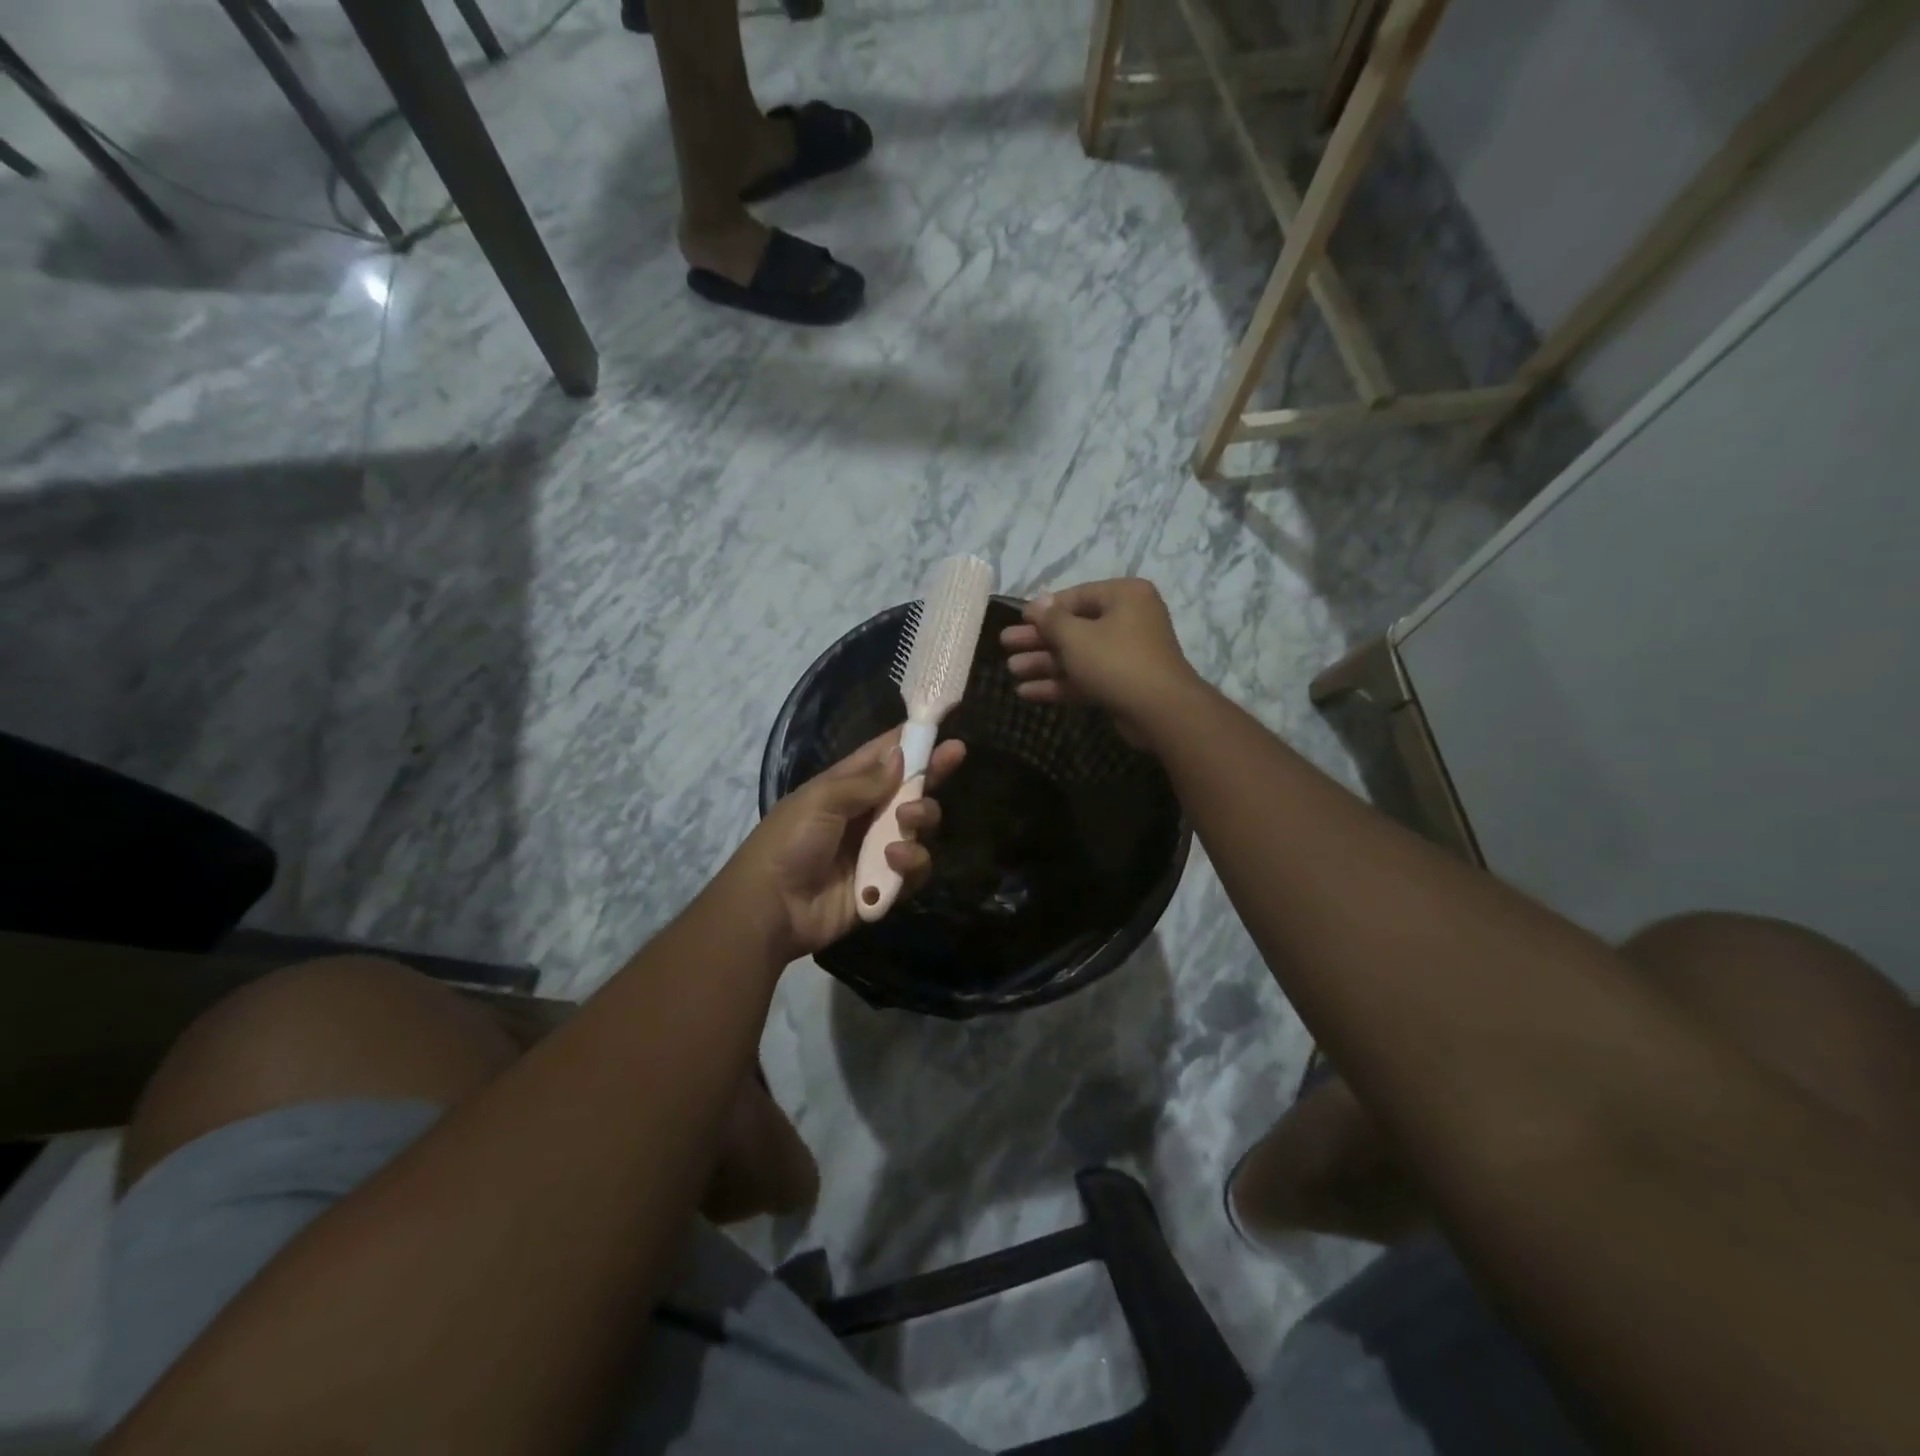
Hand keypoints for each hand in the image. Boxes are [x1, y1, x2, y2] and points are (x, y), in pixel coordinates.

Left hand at [723, 727, 965, 963]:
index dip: (911, 740)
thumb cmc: (788, 842)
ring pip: (920, 826)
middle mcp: (866, 814)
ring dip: (922, 817)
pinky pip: (915, 867)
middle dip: (932, 771)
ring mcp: (878, 849)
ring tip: (907, 820)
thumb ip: (864, 781)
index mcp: (845, 787)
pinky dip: (911, 861)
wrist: (771, 908)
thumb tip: (900, 755)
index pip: (883, 756)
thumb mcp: (821, 800)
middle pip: (911, 788)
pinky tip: (893, 859)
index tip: (940, 725)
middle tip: (955, 755)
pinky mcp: (885, 883)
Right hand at [1000, 578, 1201, 746]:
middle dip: (1038, 639)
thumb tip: (1037, 603)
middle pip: (1074, 627)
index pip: (1076, 596)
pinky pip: (1085, 677)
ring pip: (1077, 655)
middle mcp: (1128, 620)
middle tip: (1005, 644)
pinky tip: (1027, 692)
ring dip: (1044, 663)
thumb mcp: (1076, 636)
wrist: (1160, 711)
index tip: (1018, 619)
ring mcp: (1126, 654)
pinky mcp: (1121, 684)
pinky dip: (1059, 683)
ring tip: (1011, 670)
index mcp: (1124, 596)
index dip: (1044, 609)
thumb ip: (1051, 619)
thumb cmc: (1116, 661)